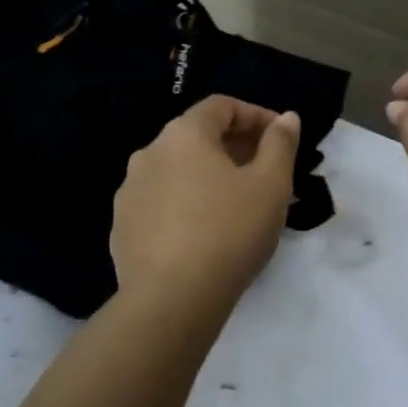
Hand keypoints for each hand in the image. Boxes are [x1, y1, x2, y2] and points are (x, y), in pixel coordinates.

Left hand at [111, 96, 300, 308]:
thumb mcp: (271, 185)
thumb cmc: (229, 231)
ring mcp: (129, 191)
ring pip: (176, 171)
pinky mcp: (122, 227)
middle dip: (234, 146)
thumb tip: (286, 118)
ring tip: (236, 204)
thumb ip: (280, 144)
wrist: (171, 299)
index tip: (281, 138)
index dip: (256, 115)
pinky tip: (204, 233)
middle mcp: (148, 153)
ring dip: (208, 176)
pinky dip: (185, 204)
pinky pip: (161, 203)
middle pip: (196, 136)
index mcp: (183, 135)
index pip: (221, 106)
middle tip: (265, 171)